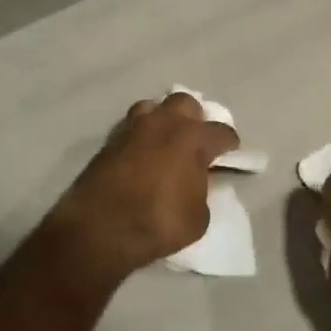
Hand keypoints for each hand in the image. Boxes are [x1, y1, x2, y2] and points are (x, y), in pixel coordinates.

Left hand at [45, 93, 239, 281]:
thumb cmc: (158, 222)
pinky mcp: (109, 140)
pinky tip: (141, 153)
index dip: (229, 144)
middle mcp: (165, 123)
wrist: (100, 227)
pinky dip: (140, 135)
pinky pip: (131, 127)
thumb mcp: (198, 218)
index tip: (230, 153)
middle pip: (186, 103)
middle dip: (195, 118)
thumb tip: (196, 183)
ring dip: (163, 119)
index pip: (222, 132)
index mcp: (193, 138)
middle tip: (195, 140)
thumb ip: (202, 192)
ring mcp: (134, 128)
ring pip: (153, 107)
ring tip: (165, 140)